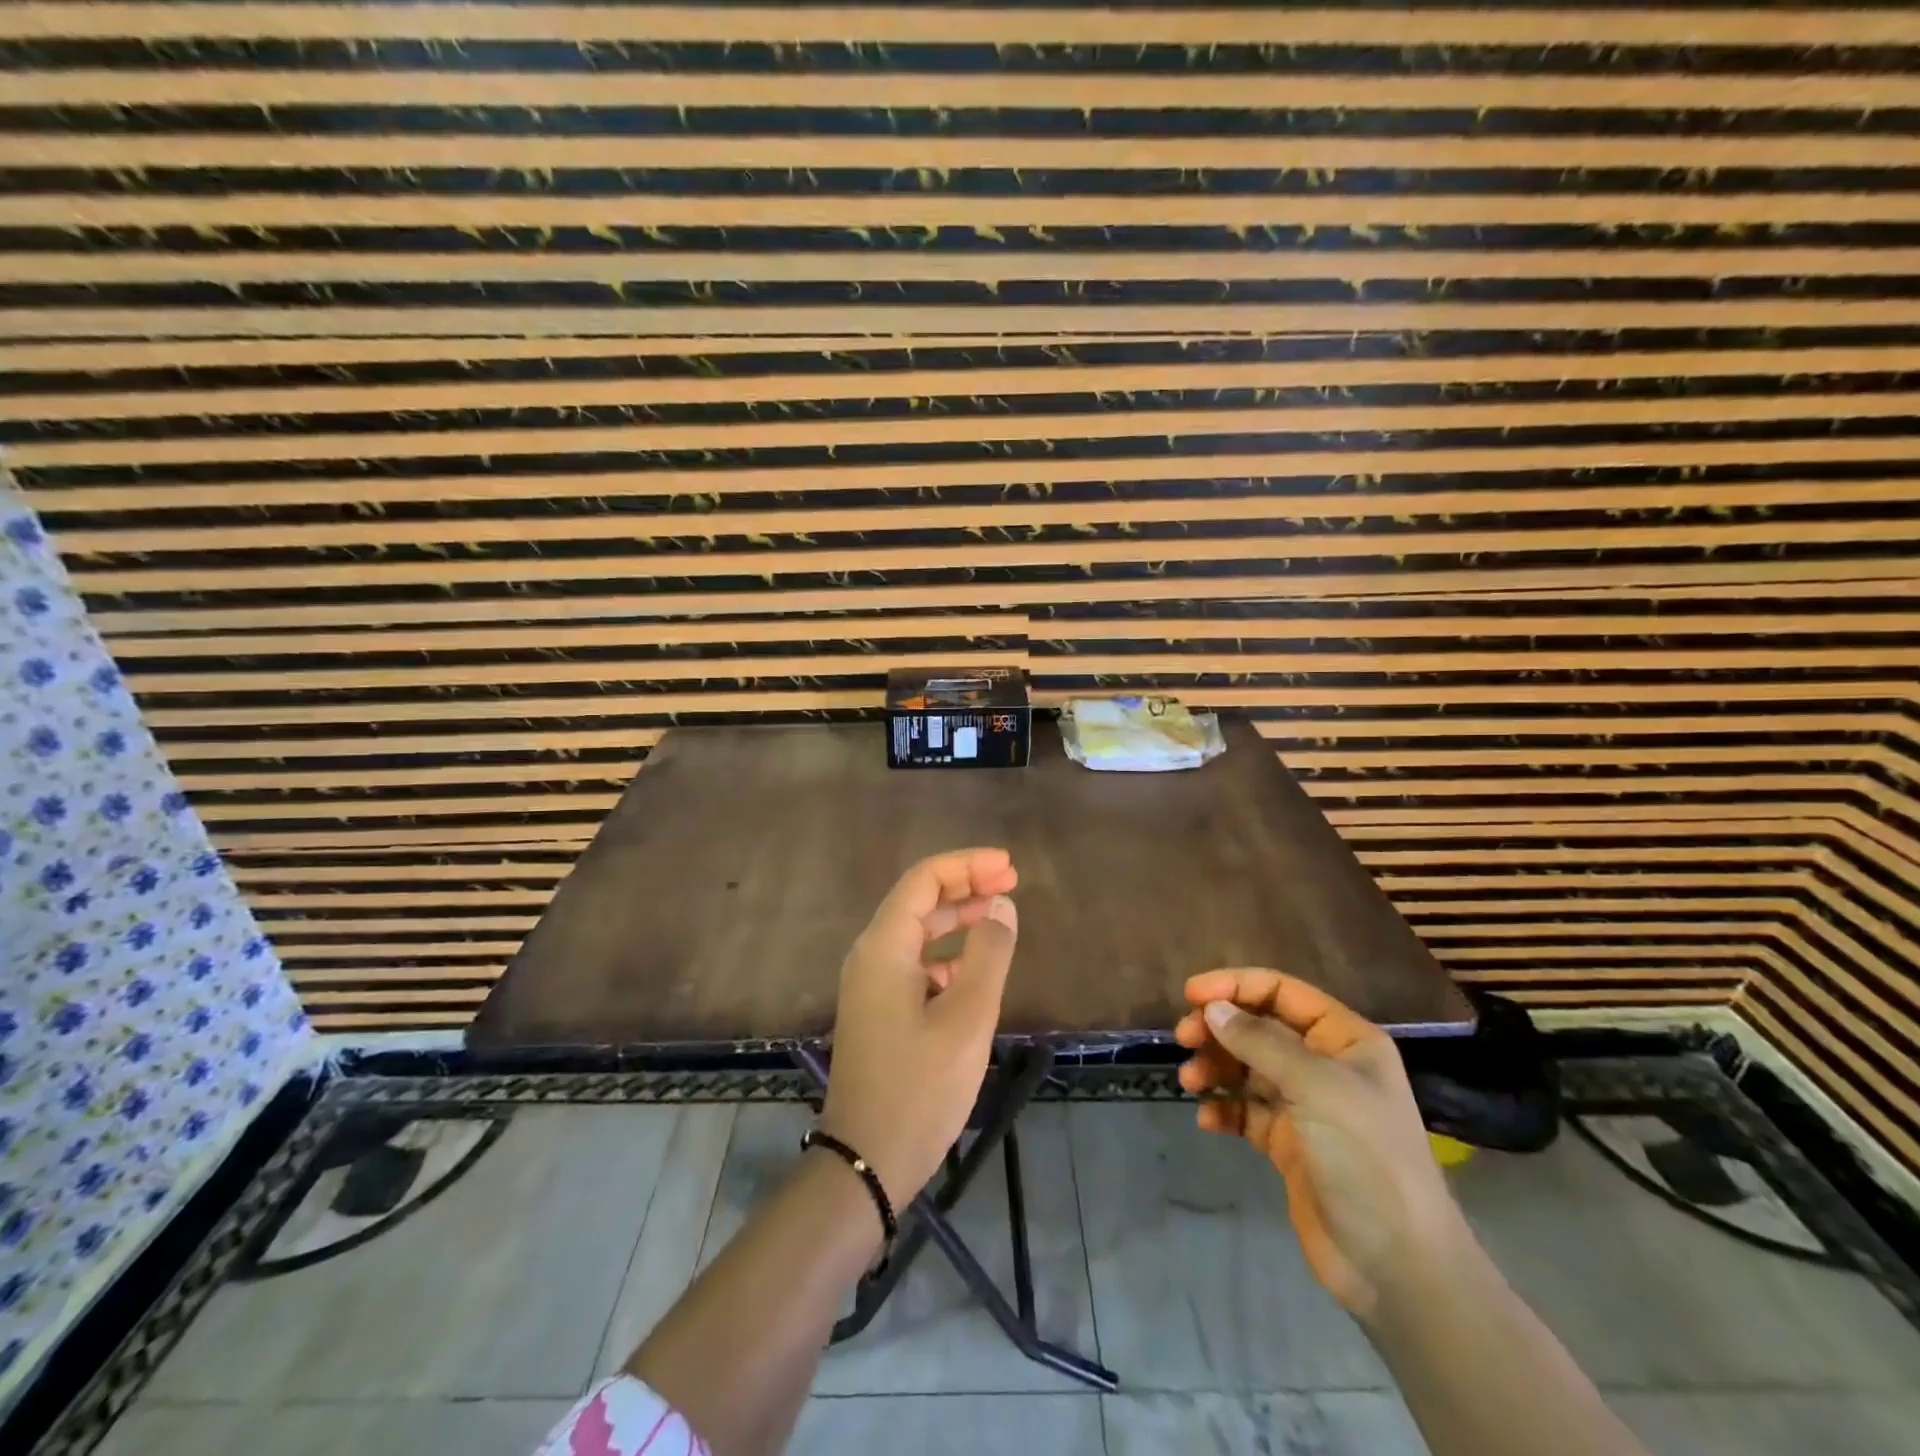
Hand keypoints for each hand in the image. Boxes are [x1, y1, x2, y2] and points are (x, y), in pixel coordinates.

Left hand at [818, 849, 1019, 1211]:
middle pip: (919, 900)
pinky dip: (947, 953)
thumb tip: (1001, 905)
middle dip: (965, 885)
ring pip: (918, 932)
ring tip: (1000, 913)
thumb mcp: (968, 1018)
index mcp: (884, 947)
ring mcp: (871, 985)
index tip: (1009, 865)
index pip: (924, 880)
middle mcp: (871, 956)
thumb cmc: (920, 1086)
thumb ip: (988, 954)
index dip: (967, 864)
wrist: (867, 1161)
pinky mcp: (879, 1010)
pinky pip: (915, 963)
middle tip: (1011, 881)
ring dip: (958, 917)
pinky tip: (976, 968)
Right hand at [1174, 969, 1461, 1318]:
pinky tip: (1208, 1119)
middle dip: (1219, 1028)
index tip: (1191, 995)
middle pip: (1259, 1027)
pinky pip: (1245, 1111)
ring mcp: (1306, 1106)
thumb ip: (1260, 1042)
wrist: (1397, 1267)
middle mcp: (1325, 1065)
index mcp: (1344, 1039)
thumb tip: (1212, 1007)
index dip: (1235, 985)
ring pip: (1247, 1067)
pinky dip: (1224, 1108)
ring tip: (1191, 1082)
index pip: (1282, 991)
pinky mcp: (1289, 1144)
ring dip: (1215, 1067)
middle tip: (1184, 1039)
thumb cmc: (1366, 1158)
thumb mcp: (1316, 1087)